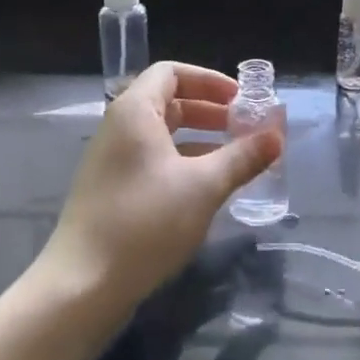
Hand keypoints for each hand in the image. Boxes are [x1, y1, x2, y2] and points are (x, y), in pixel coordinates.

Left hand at [35, 62, 281, 312]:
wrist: (81, 287)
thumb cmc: (145, 222)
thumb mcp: (203, 186)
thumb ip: (242, 157)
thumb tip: (277, 135)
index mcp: (135, 111)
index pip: (172, 73)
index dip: (209, 80)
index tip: (240, 100)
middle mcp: (119, 127)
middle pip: (168, 102)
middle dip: (209, 111)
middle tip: (244, 127)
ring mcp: (111, 160)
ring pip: (162, 134)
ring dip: (199, 139)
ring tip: (234, 157)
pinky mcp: (111, 191)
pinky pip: (152, 160)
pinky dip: (182, 162)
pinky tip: (206, 187)